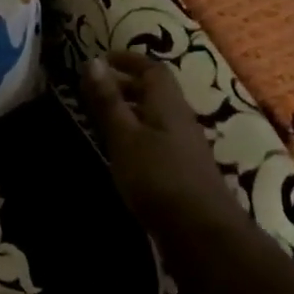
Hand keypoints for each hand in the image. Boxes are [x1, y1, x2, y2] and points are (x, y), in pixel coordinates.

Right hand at [81, 51, 239, 227]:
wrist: (201, 233)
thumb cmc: (158, 178)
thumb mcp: (125, 137)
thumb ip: (108, 101)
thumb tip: (92, 61)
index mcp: (168, 104)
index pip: (152, 69)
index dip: (128, 60)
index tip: (102, 60)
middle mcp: (180, 119)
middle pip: (156, 92)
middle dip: (127, 84)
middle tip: (96, 89)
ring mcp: (185, 147)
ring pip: (156, 116)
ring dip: (132, 111)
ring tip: (103, 119)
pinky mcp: (183, 171)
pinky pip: (158, 139)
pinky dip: (138, 134)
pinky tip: (123, 153)